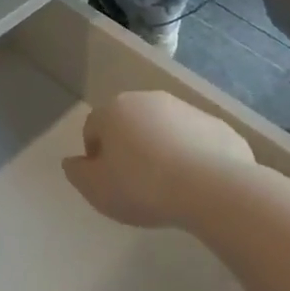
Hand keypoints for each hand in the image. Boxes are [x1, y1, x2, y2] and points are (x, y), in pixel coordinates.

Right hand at [61, 90, 254, 229]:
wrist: (213, 188)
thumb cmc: (143, 187)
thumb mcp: (97, 190)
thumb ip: (78, 173)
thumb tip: (72, 162)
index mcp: (114, 110)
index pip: (93, 128)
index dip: (95, 156)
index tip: (107, 182)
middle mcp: (148, 100)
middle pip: (129, 123)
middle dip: (129, 147)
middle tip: (136, 183)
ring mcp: (186, 109)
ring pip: (164, 128)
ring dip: (161, 149)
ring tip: (168, 185)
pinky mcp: (217, 125)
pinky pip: (195, 140)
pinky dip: (192, 155)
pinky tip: (196, 183)